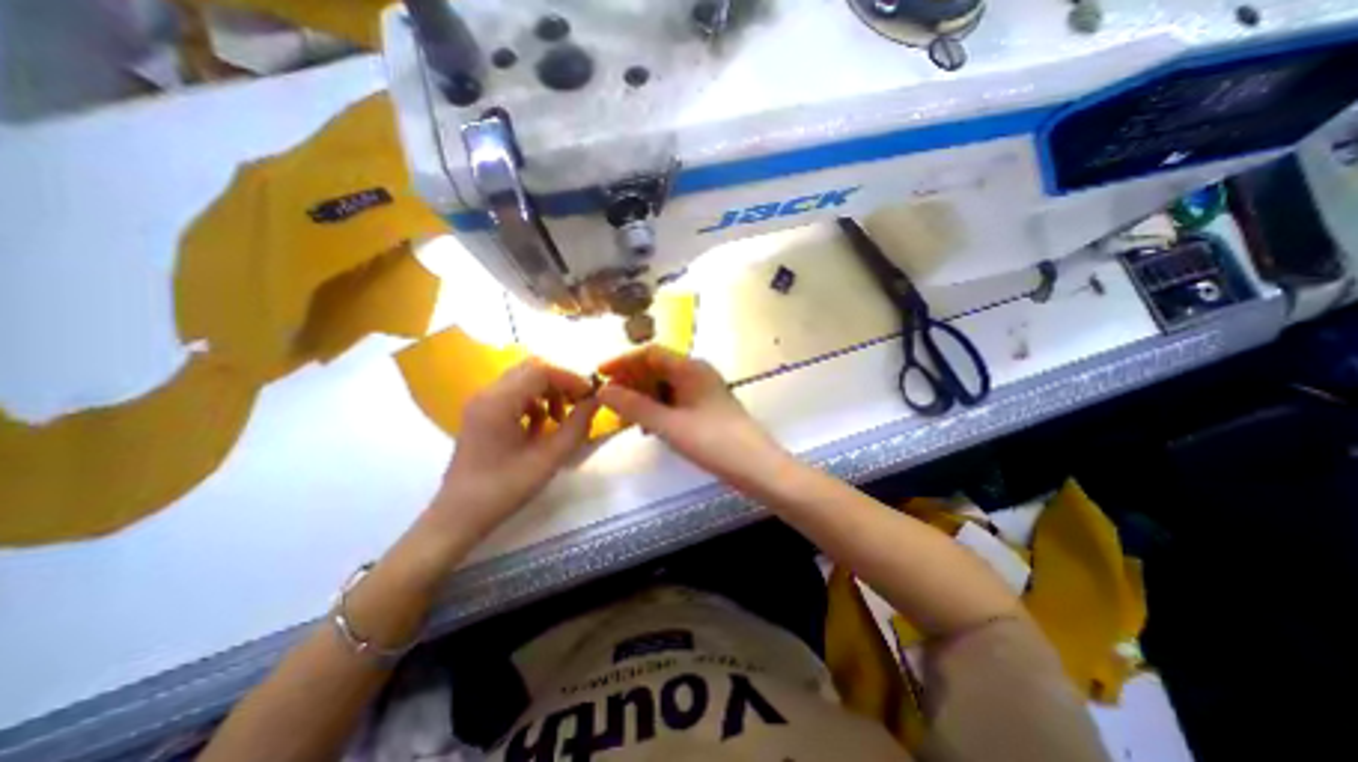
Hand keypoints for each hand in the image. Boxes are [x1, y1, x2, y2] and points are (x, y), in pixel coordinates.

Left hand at [434, 360, 597, 537]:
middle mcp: (487, 393)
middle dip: (561, 382)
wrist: (459, 516)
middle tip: (580, 403)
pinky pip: (515, 394)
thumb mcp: (548, 459)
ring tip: (561, 418)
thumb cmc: (504, 489)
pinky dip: (535, 402)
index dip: (571, 379)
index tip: (591, 395)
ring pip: (524, 379)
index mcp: (498, 402)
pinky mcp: (482, 413)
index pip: (541, 371)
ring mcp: (482, 402)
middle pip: (532, 369)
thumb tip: (596, 401)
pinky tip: (542, 426)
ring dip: (549, 391)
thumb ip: (576, 426)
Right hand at [598, 345, 790, 488]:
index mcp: (691, 368)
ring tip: (625, 416)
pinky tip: (649, 426)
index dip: (623, 361)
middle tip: (609, 400)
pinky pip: (675, 400)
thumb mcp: (669, 425)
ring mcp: (703, 391)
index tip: (600, 376)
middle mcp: (697, 373)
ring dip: (643, 396)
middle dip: (631, 380)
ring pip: (665, 385)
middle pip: (657, 367)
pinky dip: (658, 408)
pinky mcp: (706, 408)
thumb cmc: (714, 442)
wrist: (757, 468)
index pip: (650, 353)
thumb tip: (602, 391)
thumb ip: (634, 407)